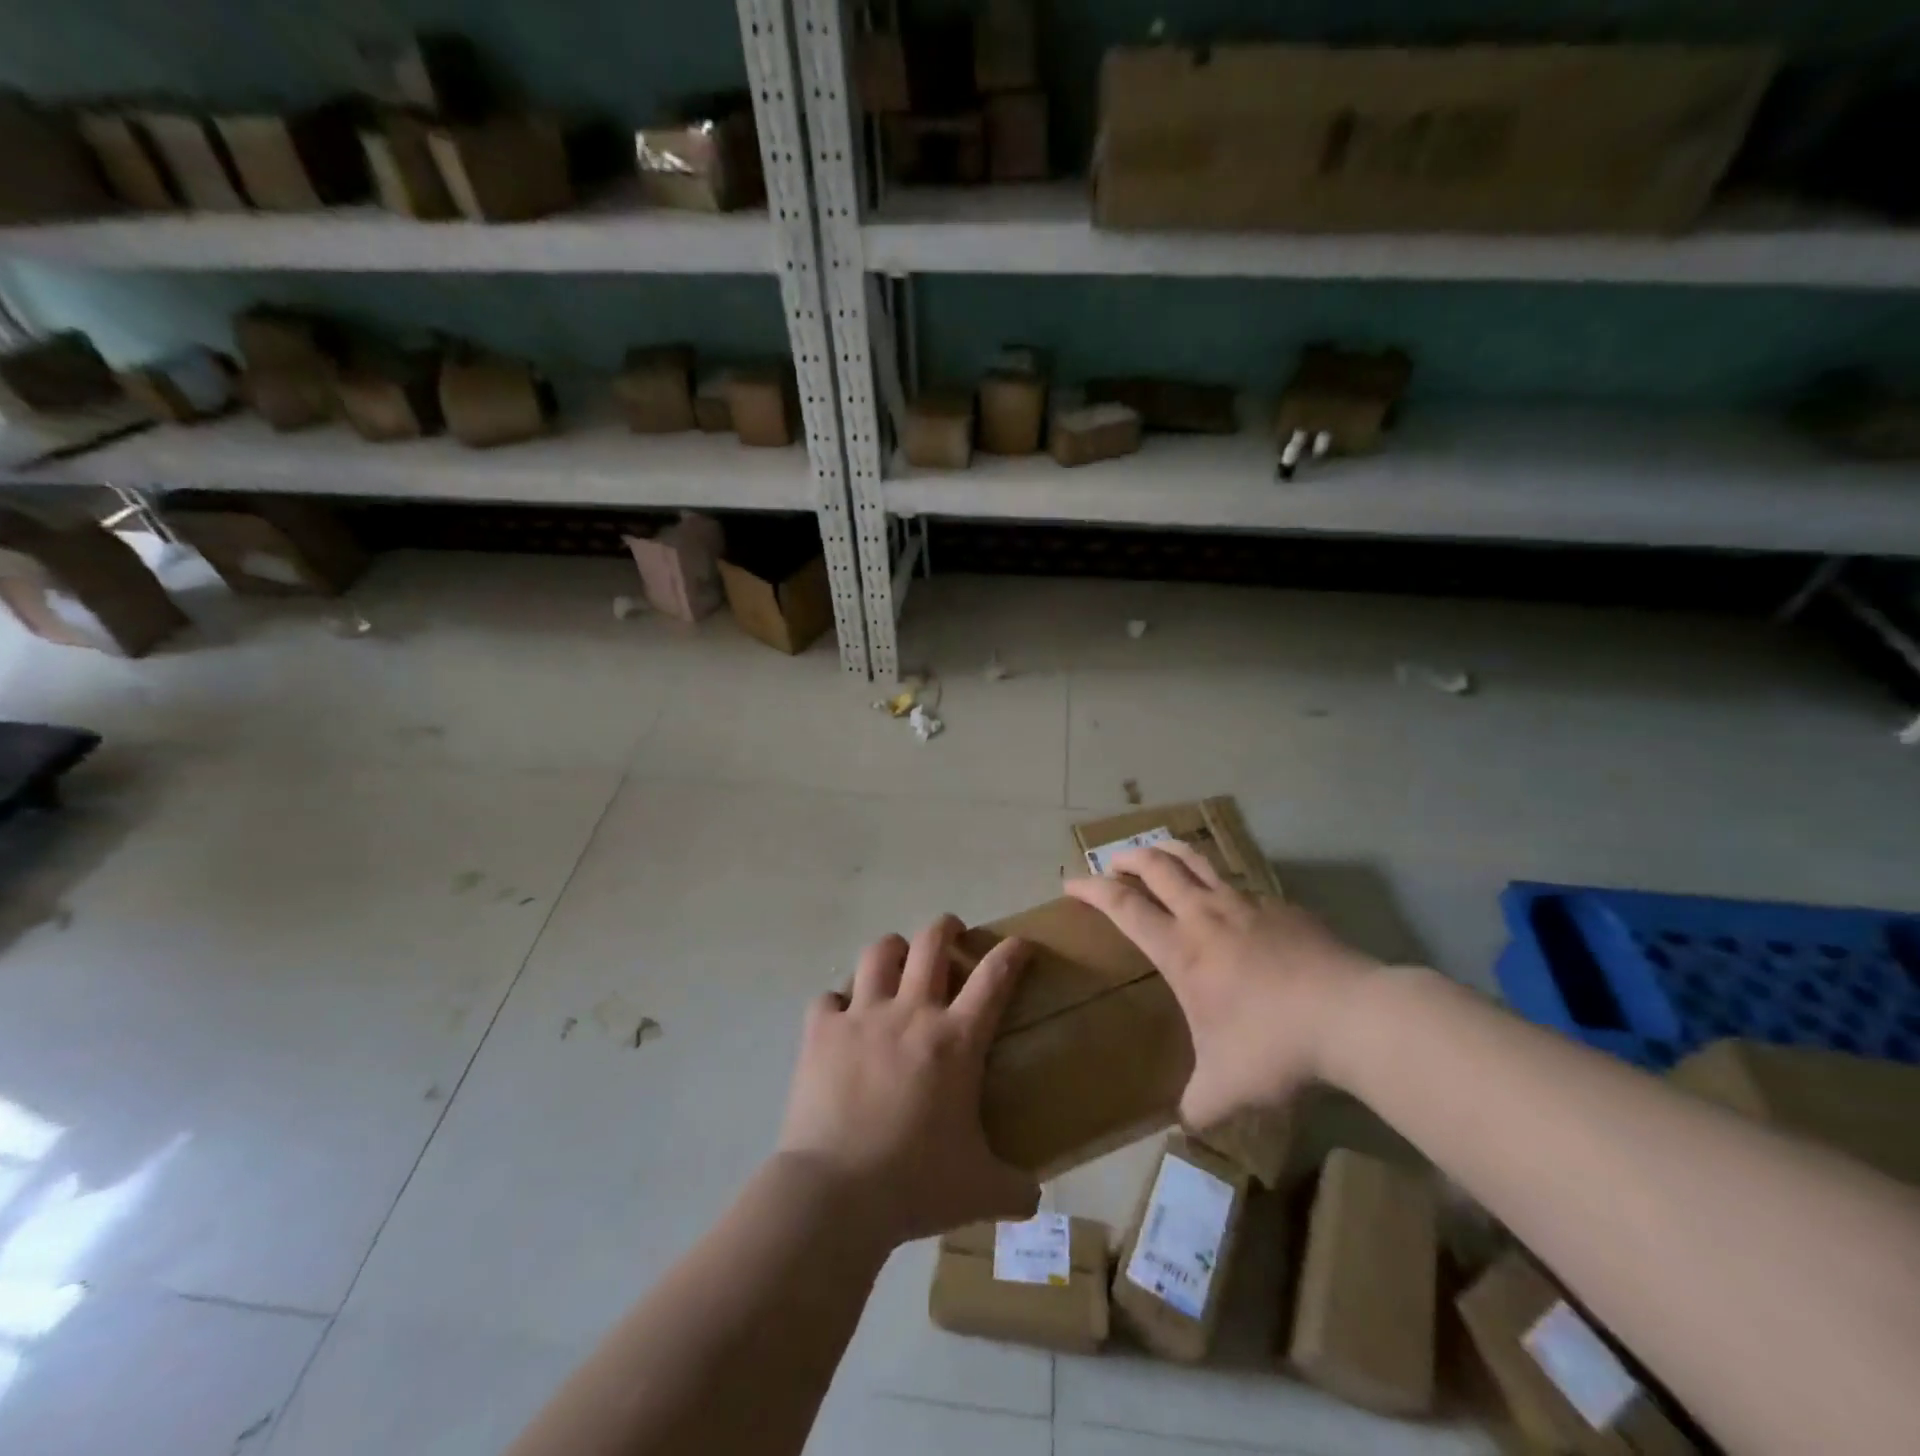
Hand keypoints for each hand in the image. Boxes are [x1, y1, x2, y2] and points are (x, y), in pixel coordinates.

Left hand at [777, 915, 1038, 1247]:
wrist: (836, 1194)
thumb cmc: (915, 1184)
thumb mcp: (980, 1192)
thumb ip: (1015, 1190)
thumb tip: (1035, 1200)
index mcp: (955, 1040)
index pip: (994, 978)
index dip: (1012, 953)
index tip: (1020, 944)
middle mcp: (911, 1013)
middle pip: (931, 943)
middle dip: (946, 928)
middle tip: (951, 933)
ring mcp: (861, 1017)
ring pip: (878, 954)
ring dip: (892, 950)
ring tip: (896, 960)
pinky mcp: (820, 1031)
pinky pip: (828, 998)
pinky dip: (837, 1002)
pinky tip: (841, 1017)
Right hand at [1064, 842, 1378, 1128]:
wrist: (1353, 1016)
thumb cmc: (1274, 1044)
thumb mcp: (1226, 1087)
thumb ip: (1198, 1104)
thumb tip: (1186, 1126)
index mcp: (1180, 948)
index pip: (1123, 906)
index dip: (1091, 889)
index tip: (1070, 882)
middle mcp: (1206, 915)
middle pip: (1156, 866)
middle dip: (1127, 858)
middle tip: (1111, 862)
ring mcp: (1246, 904)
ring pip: (1196, 859)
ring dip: (1168, 850)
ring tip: (1156, 852)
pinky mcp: (1281, 906)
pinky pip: (1238, 882)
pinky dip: (1217, 880)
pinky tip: (1227, 900)